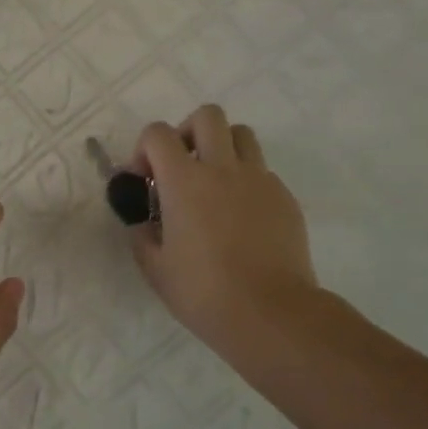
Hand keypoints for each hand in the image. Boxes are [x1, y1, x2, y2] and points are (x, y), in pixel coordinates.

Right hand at [129, 105, 318, 363]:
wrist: (269, 312)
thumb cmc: (203, 292)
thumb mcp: (155, 268)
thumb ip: (143, 235)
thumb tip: (145, 222)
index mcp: (184, 181)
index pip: (158, 134)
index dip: (144, 149)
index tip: (143, 180)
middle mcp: (223, 168)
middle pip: (207, 116)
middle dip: (187, 132)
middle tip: (181, 167)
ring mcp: (260, 180)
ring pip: (242, 135)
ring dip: (222, 148)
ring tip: (213, 184)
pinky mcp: (284, 198)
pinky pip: (262, 172)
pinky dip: (245, 182)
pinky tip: (240, 218)